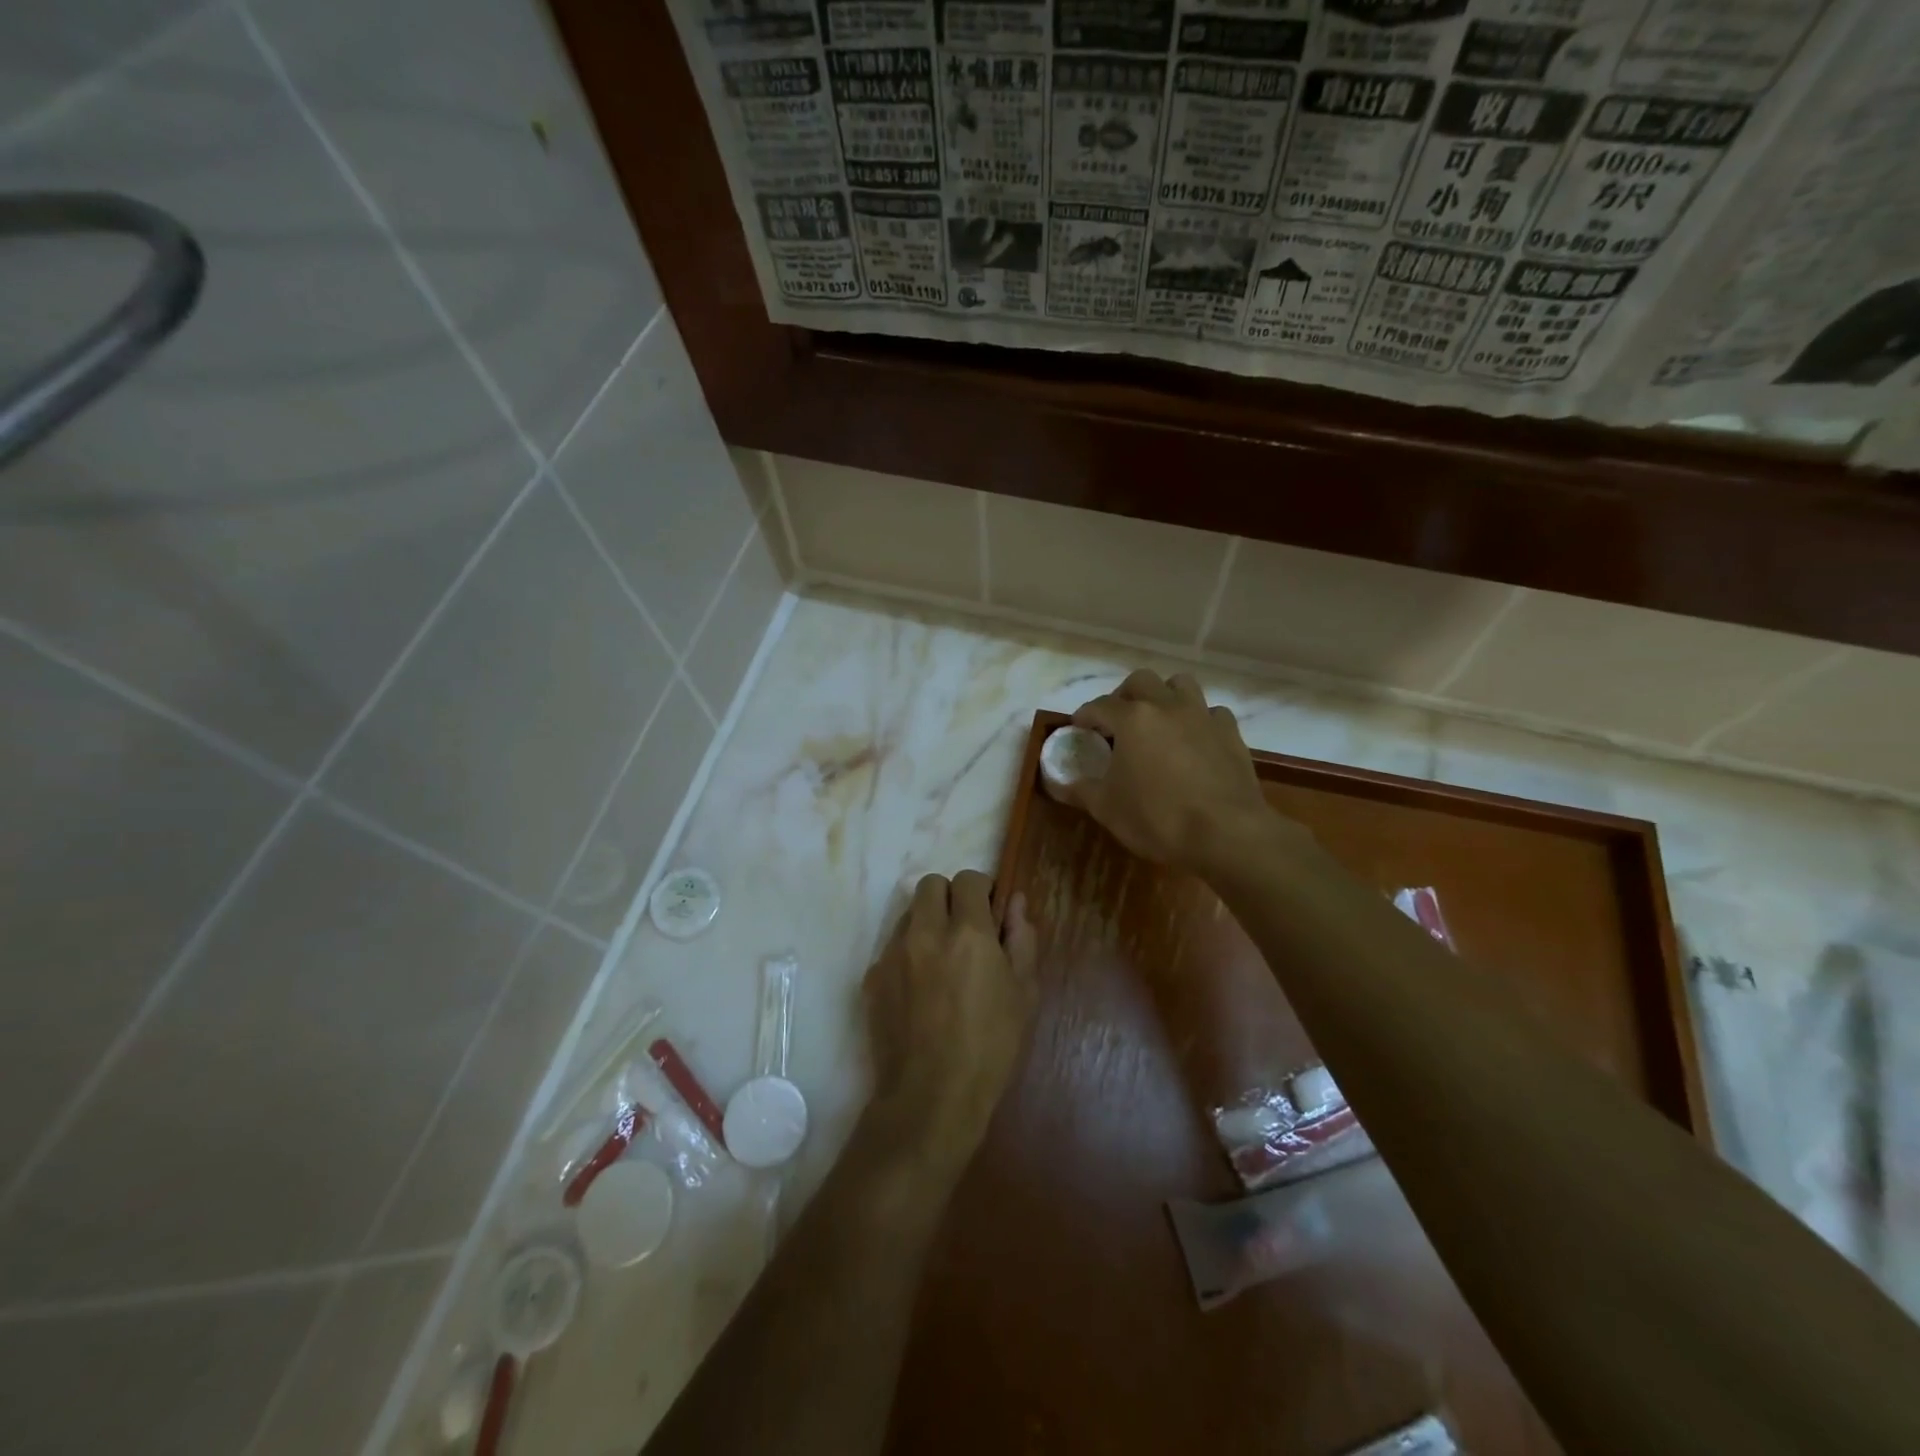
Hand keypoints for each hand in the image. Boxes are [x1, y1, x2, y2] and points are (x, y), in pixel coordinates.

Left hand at [862, 872, 1037, 1163]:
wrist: (931, 1097)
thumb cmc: (990, 1047)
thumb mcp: (1024, 993)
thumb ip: (1021, 939)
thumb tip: (1014, 902)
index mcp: (968, 933)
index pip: (968, 879)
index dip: (982, 890)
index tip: (989, 912)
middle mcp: (925, 932)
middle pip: (931, 885)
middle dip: (950, 898)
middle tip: (965, 930)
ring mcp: (892, 953)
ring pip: (908, 914)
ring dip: (927, 923)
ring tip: (942, 961)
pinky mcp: (872, 977)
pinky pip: (891, 948)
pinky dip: (908, 954)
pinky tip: (920, 989)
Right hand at [1067, 670, 1277, 874]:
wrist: (1226, 833)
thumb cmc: (1157, 818)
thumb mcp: (1107, 808)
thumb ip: (1080, 790)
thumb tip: (1059, 783)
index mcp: (1133, 719)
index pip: (1099, 706)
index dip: (1085, 715)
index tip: (1078, 728)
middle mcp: (1167, 706)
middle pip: (1141, 681)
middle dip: (1124, 695)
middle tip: (1117, 720)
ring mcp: (1203, 717)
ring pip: (1181, 685)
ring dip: (1165, 695)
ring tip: (1158, 720)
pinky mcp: (1231, 734)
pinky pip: (1212, 713)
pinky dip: (1200, 720)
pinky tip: (1195, 740)